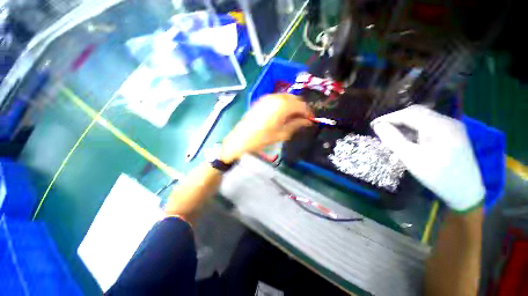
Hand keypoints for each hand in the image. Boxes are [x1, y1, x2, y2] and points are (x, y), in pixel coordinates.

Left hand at [221, 93, 312, 162]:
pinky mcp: (261, 100)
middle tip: (302, 119)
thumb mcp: (282, 134)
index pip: (301, 105)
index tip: (310, 119)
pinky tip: (282, 113)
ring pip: (286, 97)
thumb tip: (308, 121)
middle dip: (301, 108)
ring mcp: (267, 97)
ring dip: (292, 105)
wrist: (241, 139)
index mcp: (282, 106)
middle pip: (295, 98)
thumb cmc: (262, 139)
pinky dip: (283, 104)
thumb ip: (296, 125)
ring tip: (293, 117)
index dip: (308, 112)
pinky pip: (277, 99)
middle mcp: (276, 97)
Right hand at [371, 105, 483, 211]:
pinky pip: (429, 125)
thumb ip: (393, 139)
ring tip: (391, 133)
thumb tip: (378, 126)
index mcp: (439, 126)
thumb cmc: (438, 176)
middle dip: (396, 119)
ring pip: (423, 118)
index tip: (373, 125)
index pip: (409, 114)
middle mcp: (447, 121)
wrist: (466, 193)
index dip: (388, 117)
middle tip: (380, 128)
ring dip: (404, 123)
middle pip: (417, 112)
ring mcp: (452, 127)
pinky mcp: (452, 134)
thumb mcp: (411, 158)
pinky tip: (408, 137)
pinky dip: (414, 128)